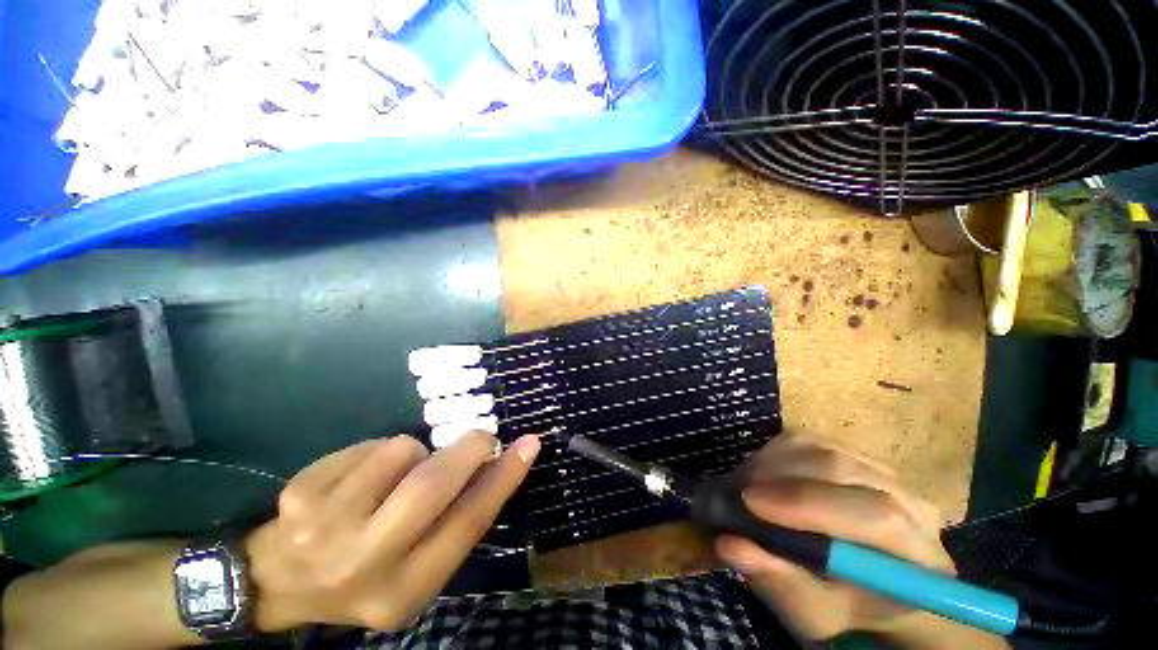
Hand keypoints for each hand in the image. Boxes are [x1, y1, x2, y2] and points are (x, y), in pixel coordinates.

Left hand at [244, 431, 539, 631]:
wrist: (281, 580)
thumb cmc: (367, 572)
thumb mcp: (418, 567)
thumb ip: (456, 521)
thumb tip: (494, 464)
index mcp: (405, 591)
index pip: (468, 524)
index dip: (503, 478)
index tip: (529, 444)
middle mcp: (364, 564)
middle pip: (431, 485)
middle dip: (467, 449)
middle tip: (481, 437)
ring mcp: (324, 528)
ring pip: (401, 452)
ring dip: (413, 454)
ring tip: (397, 476)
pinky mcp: (301, 493)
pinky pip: (370, 445)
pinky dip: (379, 453)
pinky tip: (361, 479)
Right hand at [715, 433, 956, 641]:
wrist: (864, 586)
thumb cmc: (844, 610)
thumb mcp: (813, 615)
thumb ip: (778, 583)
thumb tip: (729, 544)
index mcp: (920, 558)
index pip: (876, 516)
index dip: (807, 503)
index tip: (749, 502)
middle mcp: (912, 505)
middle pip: (843, 470)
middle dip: (779, 477)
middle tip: (735, 492)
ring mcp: (884, 474)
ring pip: (822, 449)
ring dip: (772, 463)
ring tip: (744, 485)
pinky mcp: (855, 456)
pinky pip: (811, 441)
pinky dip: (775, 453)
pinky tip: (761, 475)